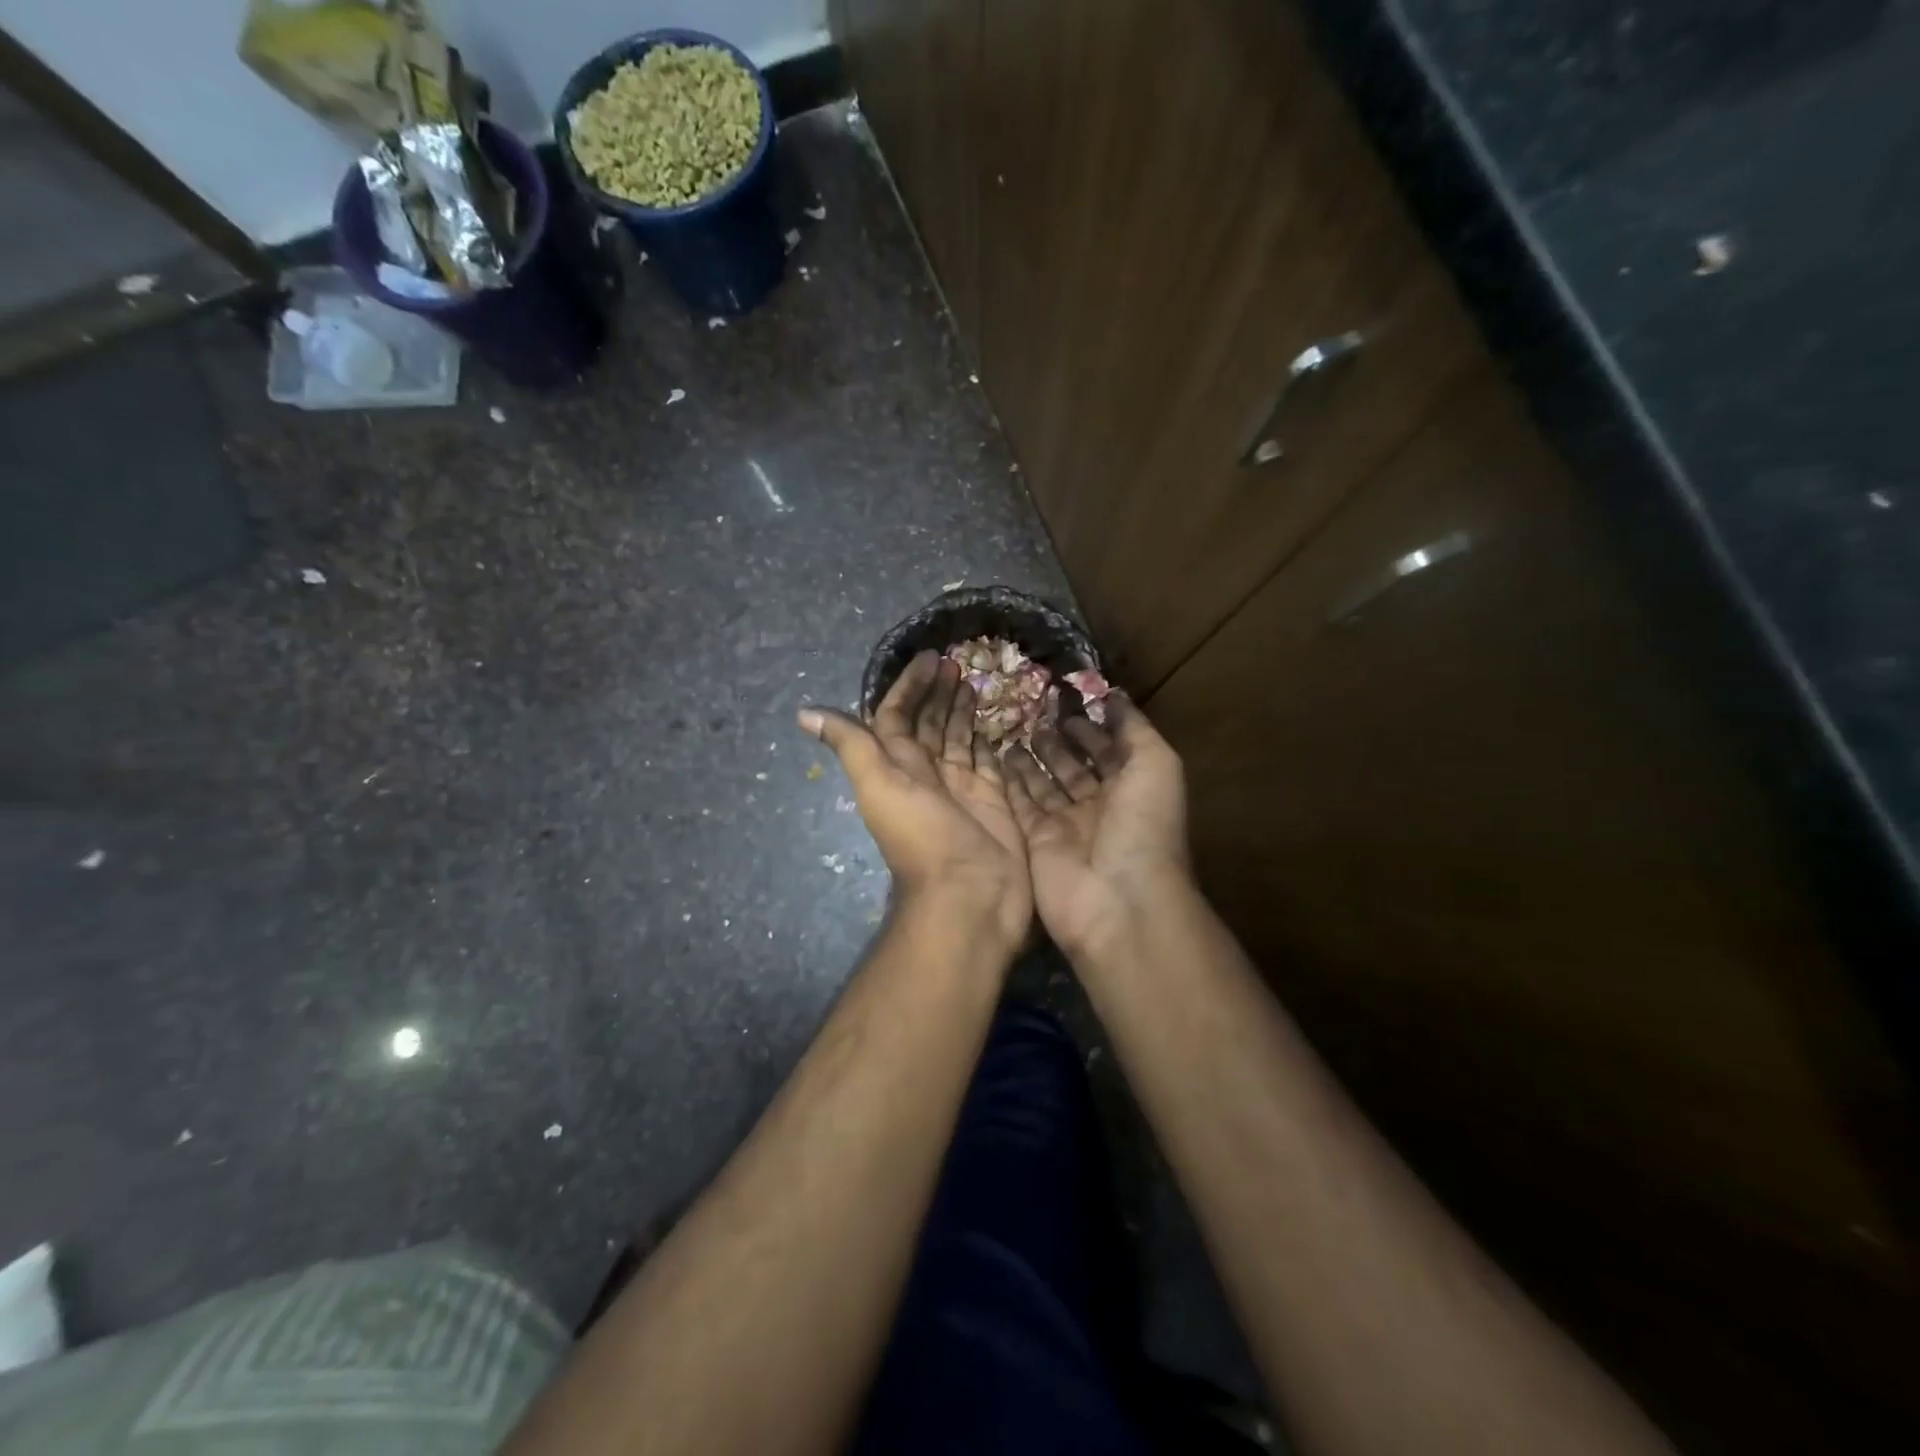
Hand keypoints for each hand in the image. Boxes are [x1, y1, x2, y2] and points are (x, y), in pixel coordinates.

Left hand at [800, 651, 1030, 949]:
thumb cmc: (922, 837)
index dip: (909, 687)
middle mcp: (927, 773)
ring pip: (959, 738)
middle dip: (939, 692)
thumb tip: (803, 713)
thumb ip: (851, 745)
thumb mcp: (879, 785)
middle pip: (930, 724)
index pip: (898, 716)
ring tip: (976, 680)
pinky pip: (990, 761)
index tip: (929, 658)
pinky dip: (991, 740)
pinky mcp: (994, 800)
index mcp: (898, 767)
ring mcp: (962, 787)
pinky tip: (998, 720)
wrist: (969, 894)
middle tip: (958, 662)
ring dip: (963, 710)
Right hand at [1005, 695, 1190, 957]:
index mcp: (1132, 788)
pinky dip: (1011, 782)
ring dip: (1032, 758)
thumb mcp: (1156, 765)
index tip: (1067, 700)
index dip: (1092, 727)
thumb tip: (1115, 695)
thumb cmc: (1143, 825)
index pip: (1109, 750)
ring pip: (1045, 783)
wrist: (1117, 899)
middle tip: (1034, 712)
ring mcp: (1066, 825)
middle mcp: (1099, 806)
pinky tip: (998, 754)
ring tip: (1013, 728)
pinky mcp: (1036, 840)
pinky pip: (1021, 804)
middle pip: (1074, 766)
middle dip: (1058, 740)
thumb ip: (1135, 728)